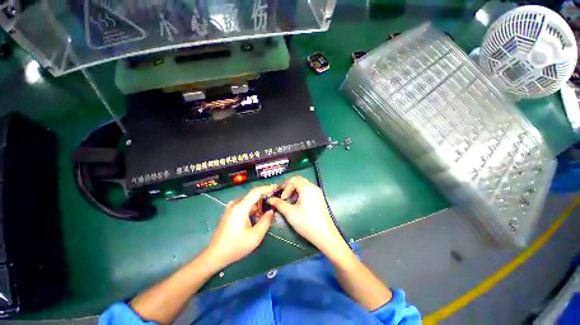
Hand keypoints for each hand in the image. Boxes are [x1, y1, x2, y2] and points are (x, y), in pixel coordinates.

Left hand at [207, 185, 277, 267]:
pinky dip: (254, 208)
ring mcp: (232, 208)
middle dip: (266, 196)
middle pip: (254, 195)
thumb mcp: (255, 236)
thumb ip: (266, 221)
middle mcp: (236, 204)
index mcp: (241, 207)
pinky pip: (246, 206)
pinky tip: (259, 216)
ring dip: (260, 204)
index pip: (256, 191)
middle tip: (276, 201)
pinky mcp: (231, 212)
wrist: (215, 255)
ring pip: (250, 201)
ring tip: (270, 210)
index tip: (277, 188)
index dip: (268, 188)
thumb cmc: (235, 246)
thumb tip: (271, 211)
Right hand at [267, 176, 343, 253]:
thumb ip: (279, 204)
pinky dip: (300, 193)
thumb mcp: (290, 213)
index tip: (280, 196)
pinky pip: (308, 190)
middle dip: (289, 187)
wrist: (324, 235)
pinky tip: (297, 203)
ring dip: (294, 190)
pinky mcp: (319, 198)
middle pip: (299, 180)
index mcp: (307, 188)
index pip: (293, 180)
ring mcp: (318, 192)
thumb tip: (270, 199)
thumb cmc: (307, 223)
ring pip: (303, 185)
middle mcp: (313, 187)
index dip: (284, 186)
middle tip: (283, 197)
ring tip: (289, 201)